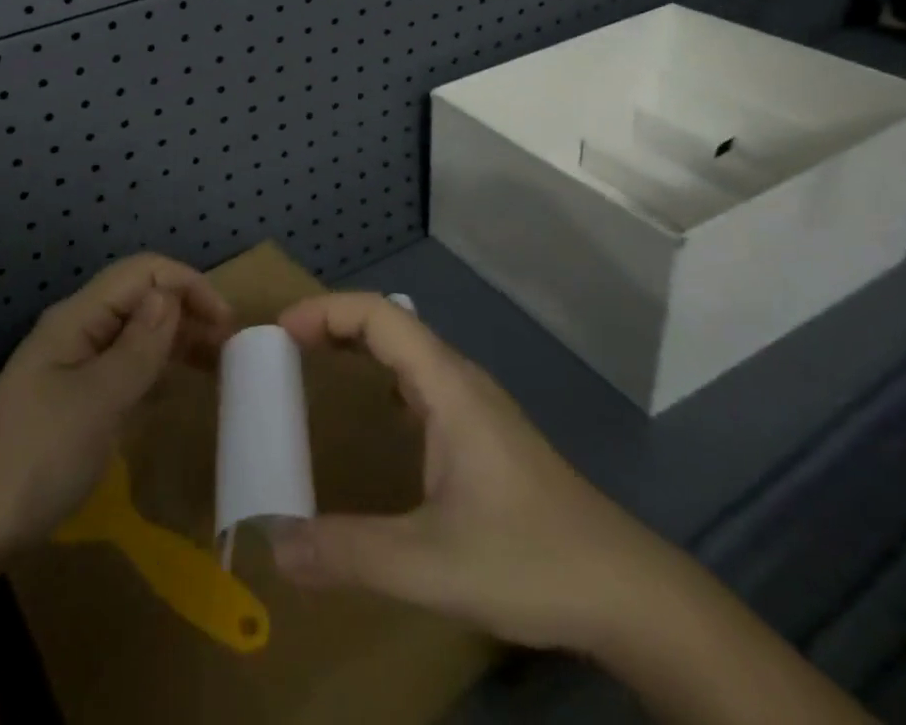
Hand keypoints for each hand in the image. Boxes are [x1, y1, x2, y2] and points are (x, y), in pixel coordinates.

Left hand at [0, 254, 232, 574]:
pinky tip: (175, 389)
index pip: (143, 272)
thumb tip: (170, 294)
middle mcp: (78, 330)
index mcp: (79, 317)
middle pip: (140, 298)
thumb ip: (137, 348)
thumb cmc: (33, 457)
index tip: (227, 325)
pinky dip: (155, 369)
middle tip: (230, 351)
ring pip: (134, 333)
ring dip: (175, 339)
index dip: (188, 285)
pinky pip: (124, 368)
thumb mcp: (96, 402)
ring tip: (216, 367)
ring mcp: (74, 366)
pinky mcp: (73, 400)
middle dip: (187, 310)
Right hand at [270, 292, 674, 652]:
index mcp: (447, 387)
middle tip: (285, 349)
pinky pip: (420, 379)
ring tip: (316, 368)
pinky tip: (374, 415)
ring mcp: (476, 406)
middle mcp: (460, 381)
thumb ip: (350, 553)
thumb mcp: (431, 565)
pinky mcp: (484, 432)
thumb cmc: (531, 560)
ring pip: (407, 350)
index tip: (281, 332)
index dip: (326, 311)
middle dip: (333, 324)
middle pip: (389, 324)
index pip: (378, 315)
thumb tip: (276, 546)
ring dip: (358, 345)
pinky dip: (381, 374)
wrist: (630, 595)